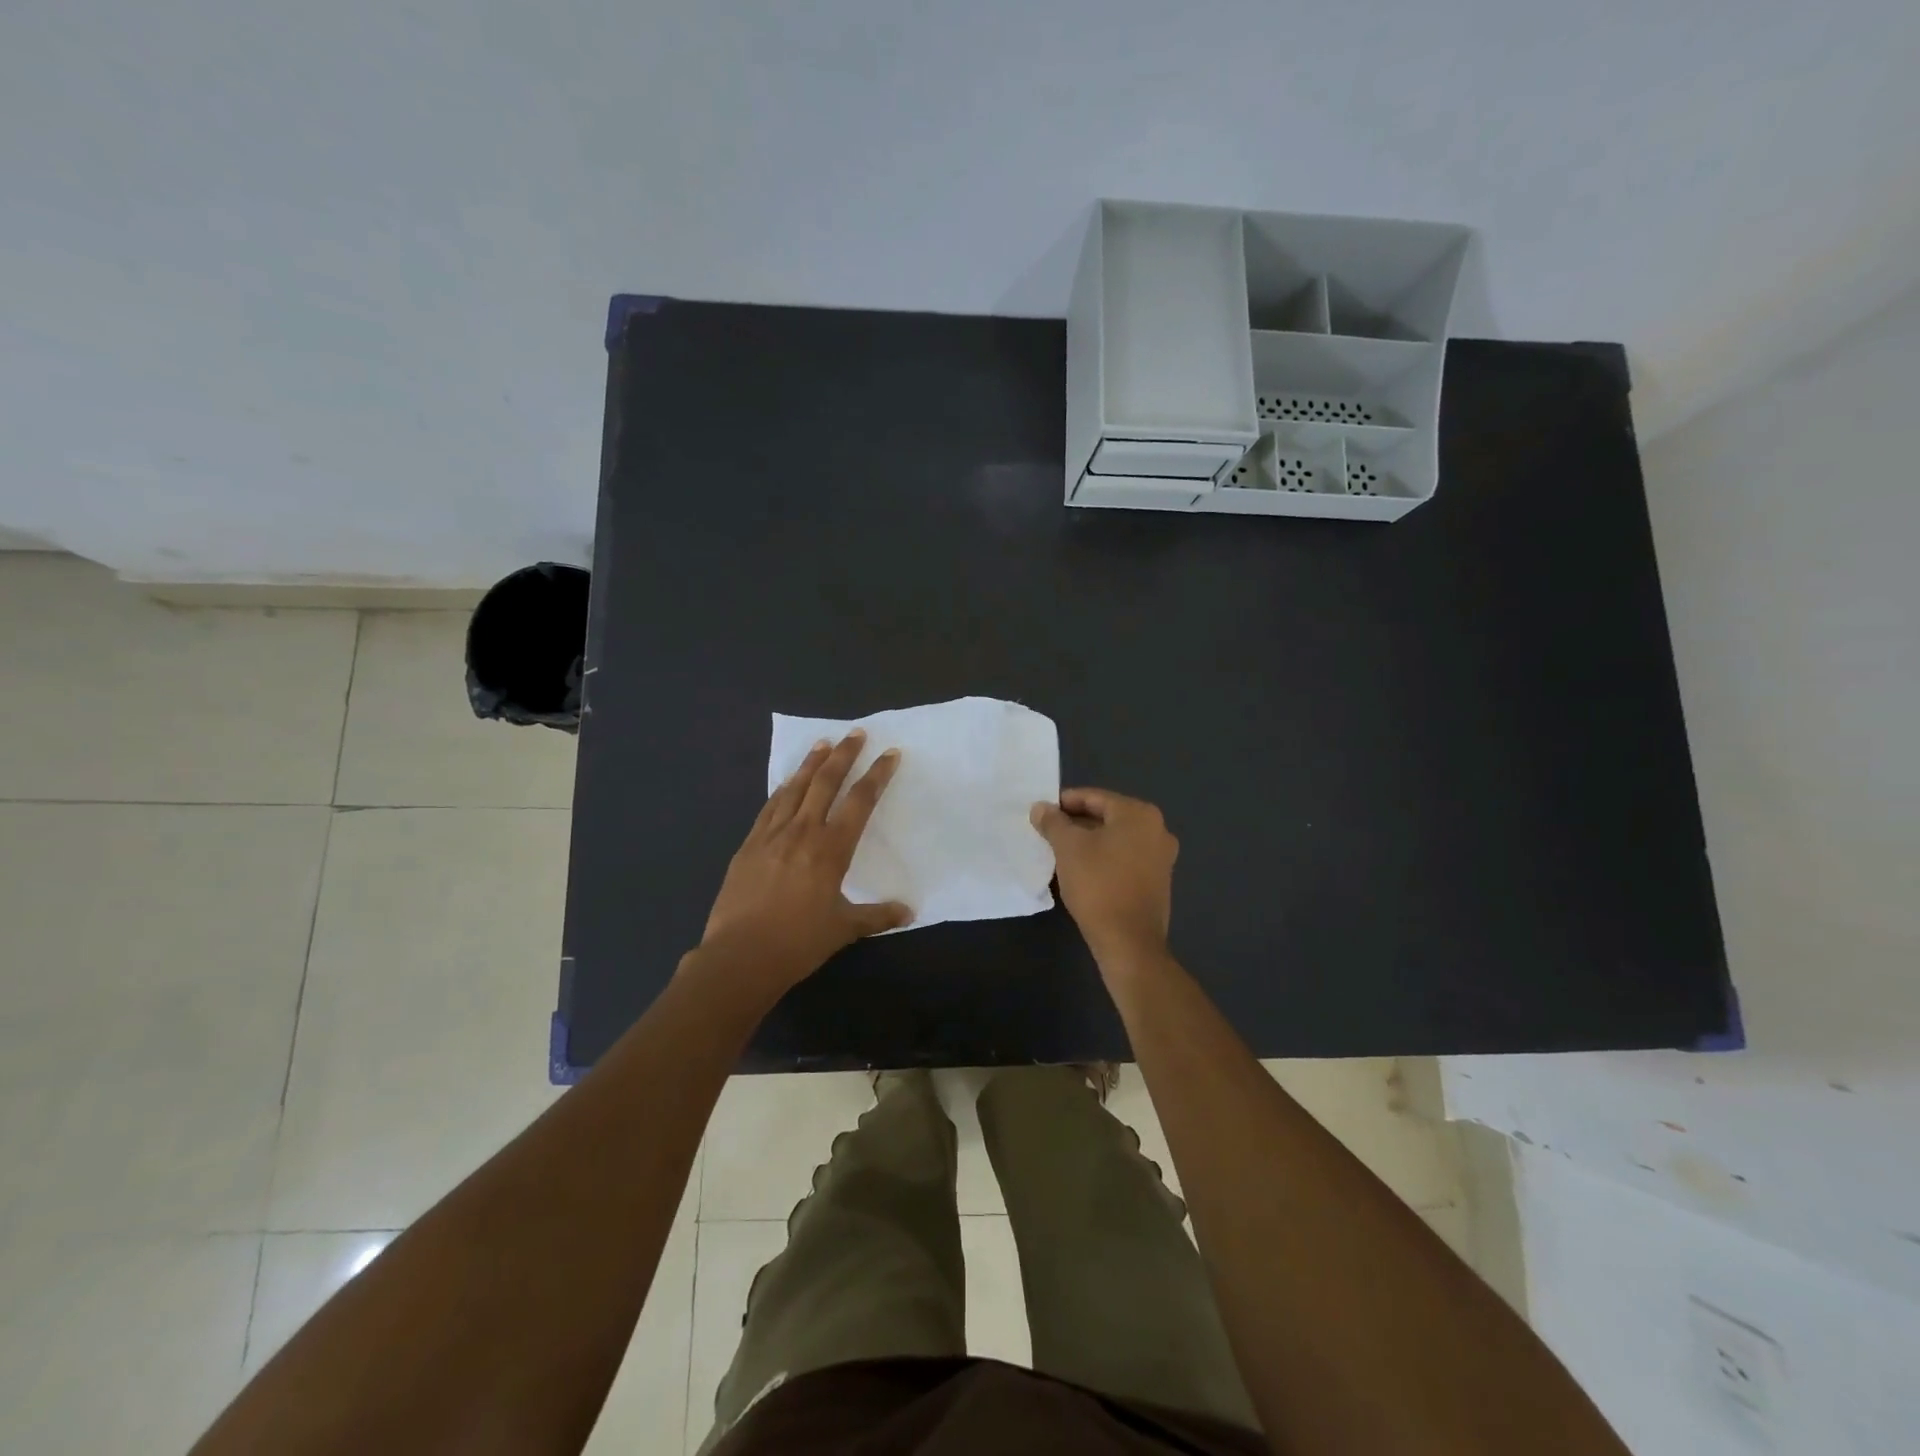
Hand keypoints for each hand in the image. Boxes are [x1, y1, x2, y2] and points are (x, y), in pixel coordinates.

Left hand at [694, 729, 911, 999]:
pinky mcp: (748, 845)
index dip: (877, 775)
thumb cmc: (798, 942)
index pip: (860, 801)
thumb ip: (877, 916)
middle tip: (855, 733)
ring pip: (794, 788)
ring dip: (811, 764)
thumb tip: (908, 912)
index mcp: (831, 849)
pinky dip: (782, 790)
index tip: (889, 754)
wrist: (740, 956)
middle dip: (843, 755)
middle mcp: (803, 832)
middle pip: (826, 782)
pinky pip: (769, 807)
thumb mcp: (844, 929)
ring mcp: (771, 835)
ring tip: (822, 744)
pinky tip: (786, 783)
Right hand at [1030, 788, 1176, 966]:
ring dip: (1089, 843)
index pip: (1095, 797)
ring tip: (1061, 853)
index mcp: (1139, 814)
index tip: (1042, 813)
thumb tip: (1041, 807)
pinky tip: (1082, 872)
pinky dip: (1104, 859)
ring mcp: (1162, 857)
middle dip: (1076, 823)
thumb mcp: (1068, 848)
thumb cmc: (1098, 885)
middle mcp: (1157, 830)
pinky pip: (1125, 859)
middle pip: (1107, 817)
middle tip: (1048, 833)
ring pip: (1116, 840)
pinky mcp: (1158, 882)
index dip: (1064, 803)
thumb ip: (1053, 822)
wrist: (1128, 942)